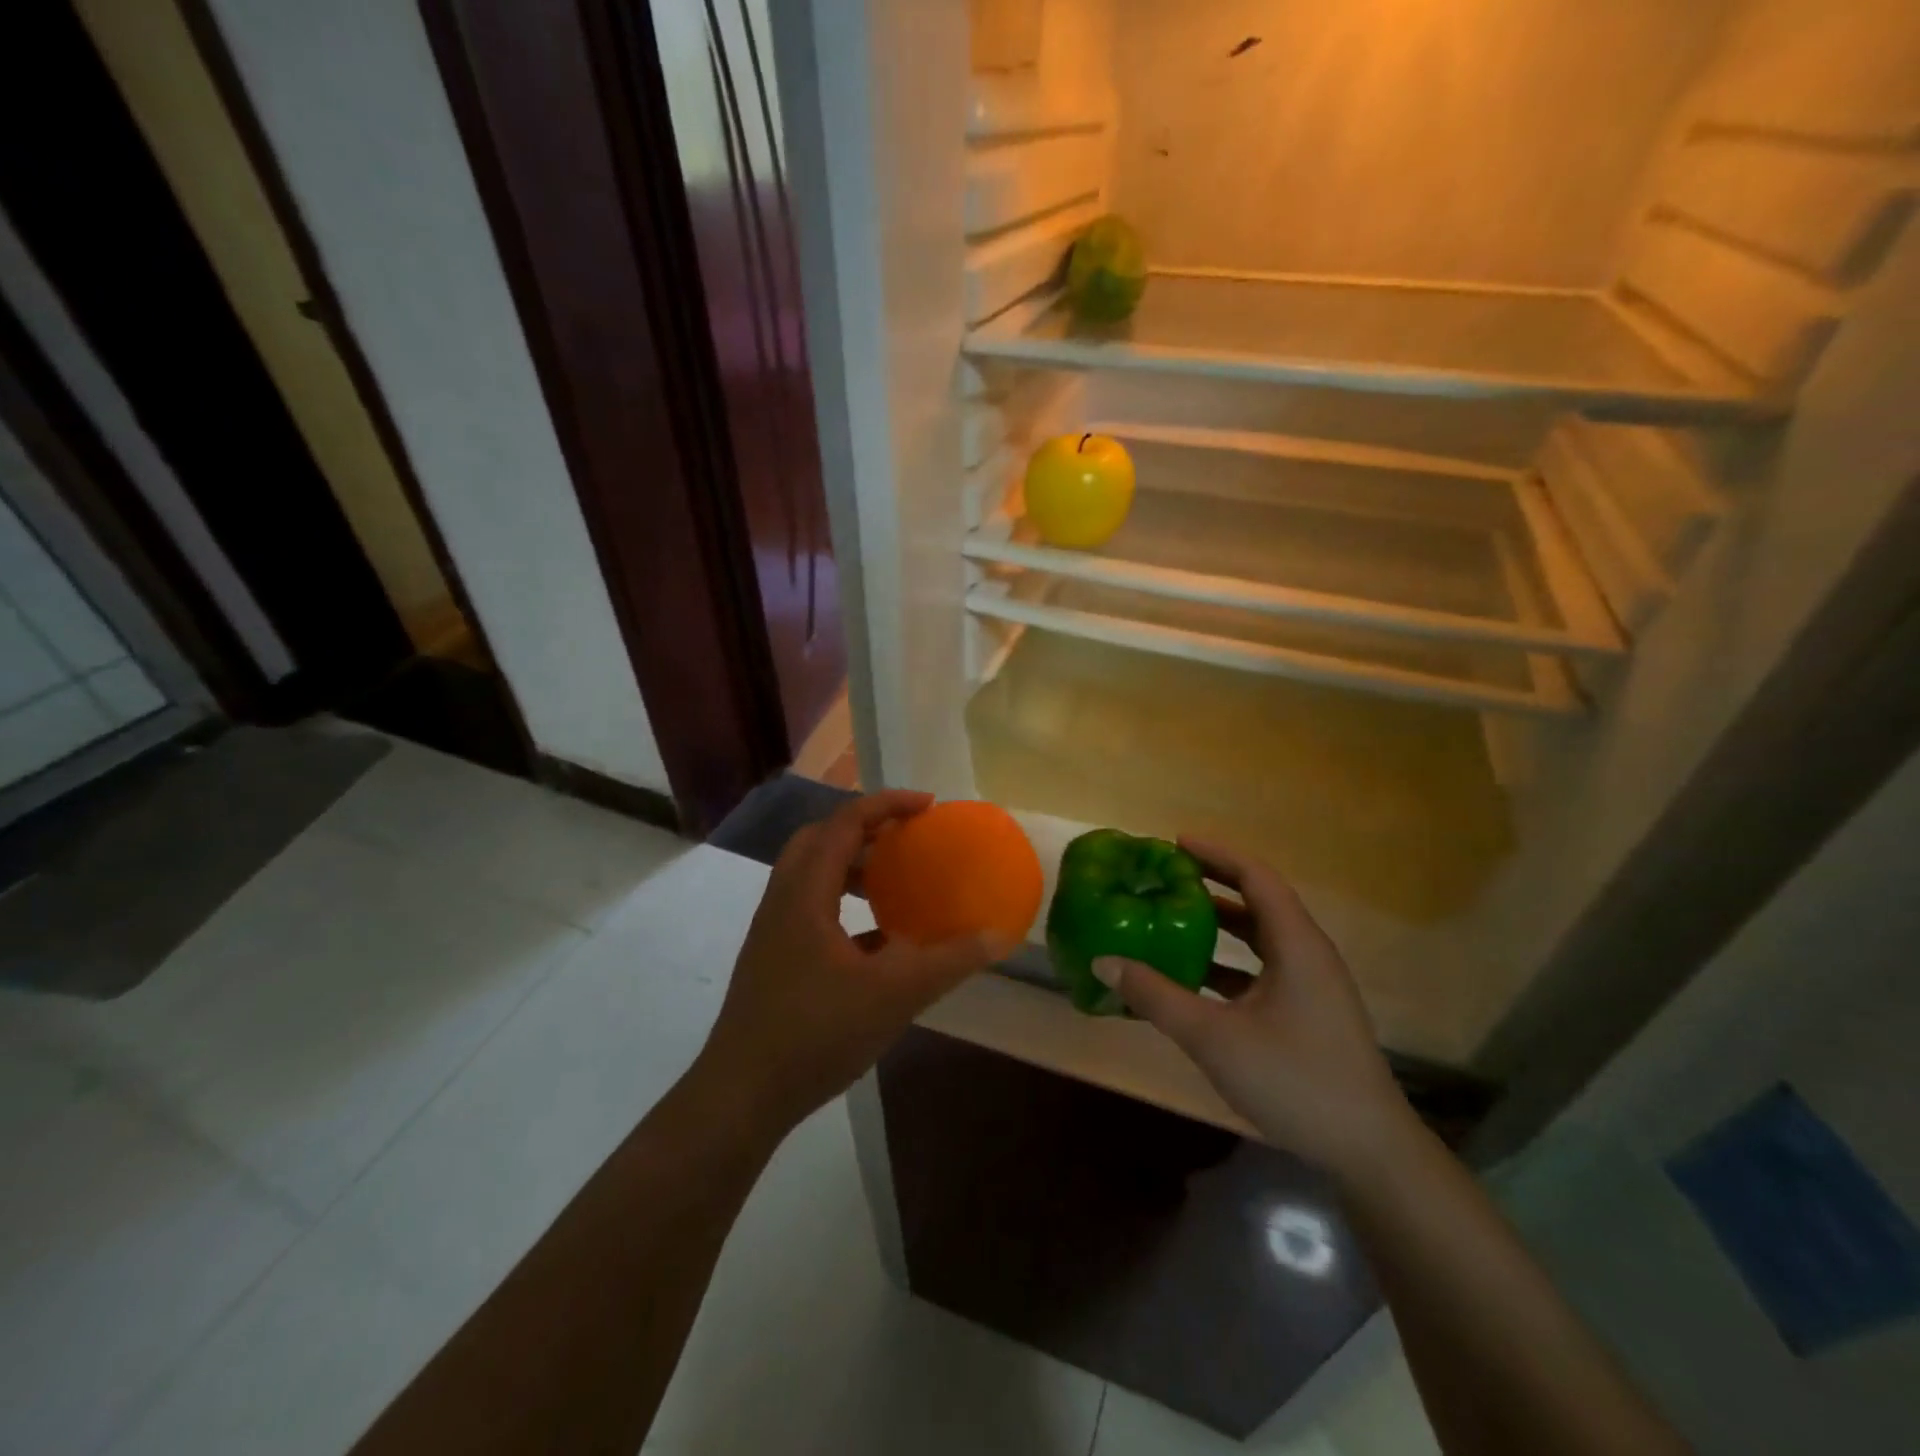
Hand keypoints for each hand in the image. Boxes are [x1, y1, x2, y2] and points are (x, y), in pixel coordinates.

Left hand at [693, 791, 1008, 1141]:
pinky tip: (880, 940)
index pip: (844, 823)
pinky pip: (811, 909)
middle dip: (865, 828)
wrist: (742, 1096)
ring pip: (812, 875)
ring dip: (853, 866)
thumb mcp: (894, 995)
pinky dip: (844, 904)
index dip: (887, 804)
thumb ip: (948, 961)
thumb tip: (997, 936)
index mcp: (805, 893)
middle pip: (820, 839)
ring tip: (895, 881)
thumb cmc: (815, 1033)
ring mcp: (774, 931)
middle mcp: (783, 900)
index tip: (928, 806)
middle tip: (906, 837)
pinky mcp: (774, 959)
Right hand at [1093, 838, 1411, 1175]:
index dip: (1216, 854)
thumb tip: (1104, 961)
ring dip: (1220, 926)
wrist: (1368, 1150)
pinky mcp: (1309, 1013)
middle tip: (1166, 878)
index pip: (1256, 877)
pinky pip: (1264, 969)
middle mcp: (1308, 954)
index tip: (1174, 844)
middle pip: (1259, 902)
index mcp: (1296, 944)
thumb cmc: (1294, 1079)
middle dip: (1213, 885)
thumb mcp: (1214, 1036)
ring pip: (1261, 938)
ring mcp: (1312, 985)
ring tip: (1173, 919)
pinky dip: (1229, 963)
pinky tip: (1195, 979)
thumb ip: (1157, 996)